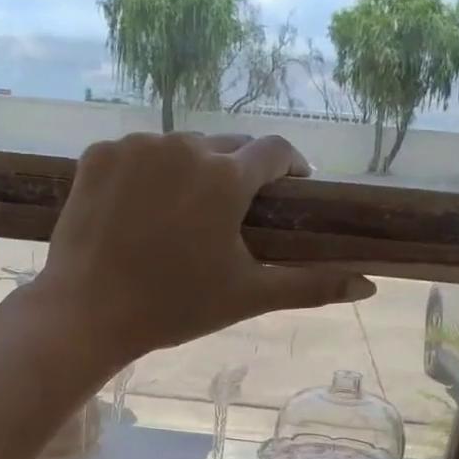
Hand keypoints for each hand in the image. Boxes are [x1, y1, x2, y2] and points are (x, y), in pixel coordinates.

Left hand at [33, 133, 374, 366]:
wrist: (87, 313)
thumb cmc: (175, 307)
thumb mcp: (248, 296)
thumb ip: (311, 286)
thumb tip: (370, 287)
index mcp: (225, 177)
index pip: (274, 150)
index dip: (289, 166)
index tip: (291, 185)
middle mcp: (183, 146)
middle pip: (226, 146)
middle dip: (237, 172)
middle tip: (232, 213)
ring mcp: (135, 147)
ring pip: (179, 148)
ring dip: (190, 171)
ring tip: (183, 214)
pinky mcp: (98, 155)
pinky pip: (137, 154)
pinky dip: (147, 173)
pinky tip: (142, 210)